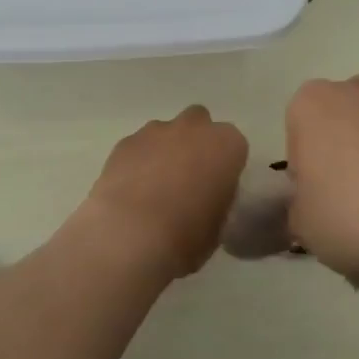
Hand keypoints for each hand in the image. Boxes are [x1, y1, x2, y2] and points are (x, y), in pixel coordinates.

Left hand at [72, 106, 247, 280]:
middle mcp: (194, 128)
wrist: (131, 234)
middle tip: (188, 177)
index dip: (225, 166)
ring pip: (165, 132)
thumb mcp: (219, 225)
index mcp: (227, 145)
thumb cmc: (187, 235)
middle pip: (199, 123)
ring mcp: (156, 131)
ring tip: (153, 187)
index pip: (234, 145)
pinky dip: (137, 161)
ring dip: (164, 150)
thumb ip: (216, 200)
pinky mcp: (125, 142)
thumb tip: (204, 199)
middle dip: (195, 142)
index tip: (217, 187)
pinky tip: (130, 190)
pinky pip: (137, 147)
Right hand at [284, 74, 358, 288]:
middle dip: (345, 153)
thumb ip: (299, 206)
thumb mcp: (302, 226)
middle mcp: (357, 90)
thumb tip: (311, 206)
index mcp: (312, 105)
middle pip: (343, 121)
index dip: (307, 171)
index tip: (319, 201)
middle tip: (352, 202)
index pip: (299, 135)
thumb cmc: (353, 218)